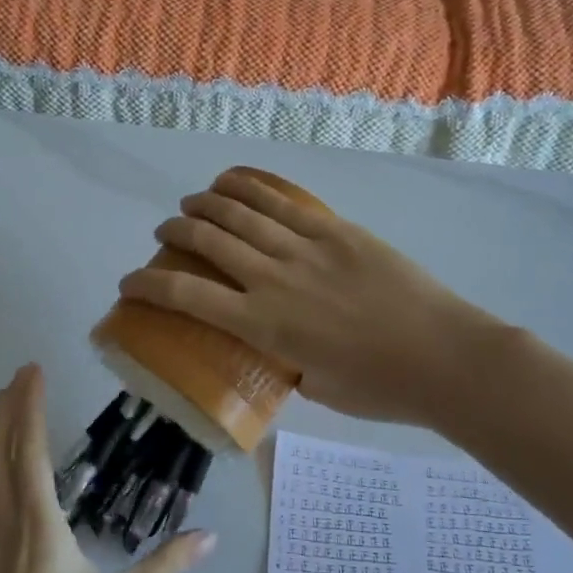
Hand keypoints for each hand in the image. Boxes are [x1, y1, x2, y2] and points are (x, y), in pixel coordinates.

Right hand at [118, 170, 511, 426]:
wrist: (444, 356)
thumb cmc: (379, 387)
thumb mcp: (315, 389)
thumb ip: (285, 362)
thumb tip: (277, 347)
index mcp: (264, 325)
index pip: (187, 297)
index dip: (147, 287)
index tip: (128, 283)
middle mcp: (274, 278)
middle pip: (208, 240)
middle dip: (175, 233)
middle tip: (166, 234)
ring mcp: (306, 247)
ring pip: (241, 212)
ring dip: (206, 204)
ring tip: (192, 204)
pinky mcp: (335, 230)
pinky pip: (283, 201)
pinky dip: (250, 187)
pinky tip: (233, 183)